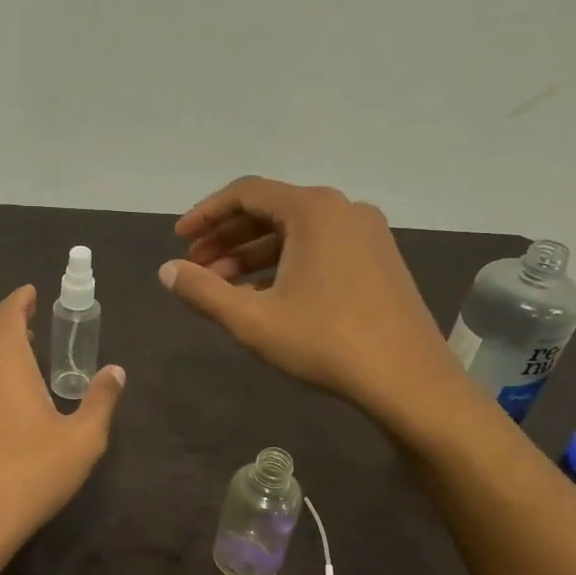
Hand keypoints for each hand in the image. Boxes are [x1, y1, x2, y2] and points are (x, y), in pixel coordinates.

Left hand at [0, 285, 126, 555]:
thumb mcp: (83, 439)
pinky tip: (2, 392)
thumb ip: (101, 400)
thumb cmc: (32, 473)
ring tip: (21, 350)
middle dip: (9, 320)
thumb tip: (115, 371)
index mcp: (6, 364)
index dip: (20, 300)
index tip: (32, 292)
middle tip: (31, 319)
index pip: (7, 315)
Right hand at [160, 177, 463, 423]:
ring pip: (295, 232)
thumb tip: (166, 271)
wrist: (409, 381)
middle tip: (196, 268)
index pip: (245, 193)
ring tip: (222, 286)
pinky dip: (284, 264)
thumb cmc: (326, 343)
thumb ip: (203, 292)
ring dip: (253, 254)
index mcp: (313, 210)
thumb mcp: (253, 320)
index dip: (205, 214)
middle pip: (270, 210)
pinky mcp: (378, 260)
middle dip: (227, 238)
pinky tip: (263, 294)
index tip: (179, 240)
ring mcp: (367, 234)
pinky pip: (319, 248)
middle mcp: (343, 209)